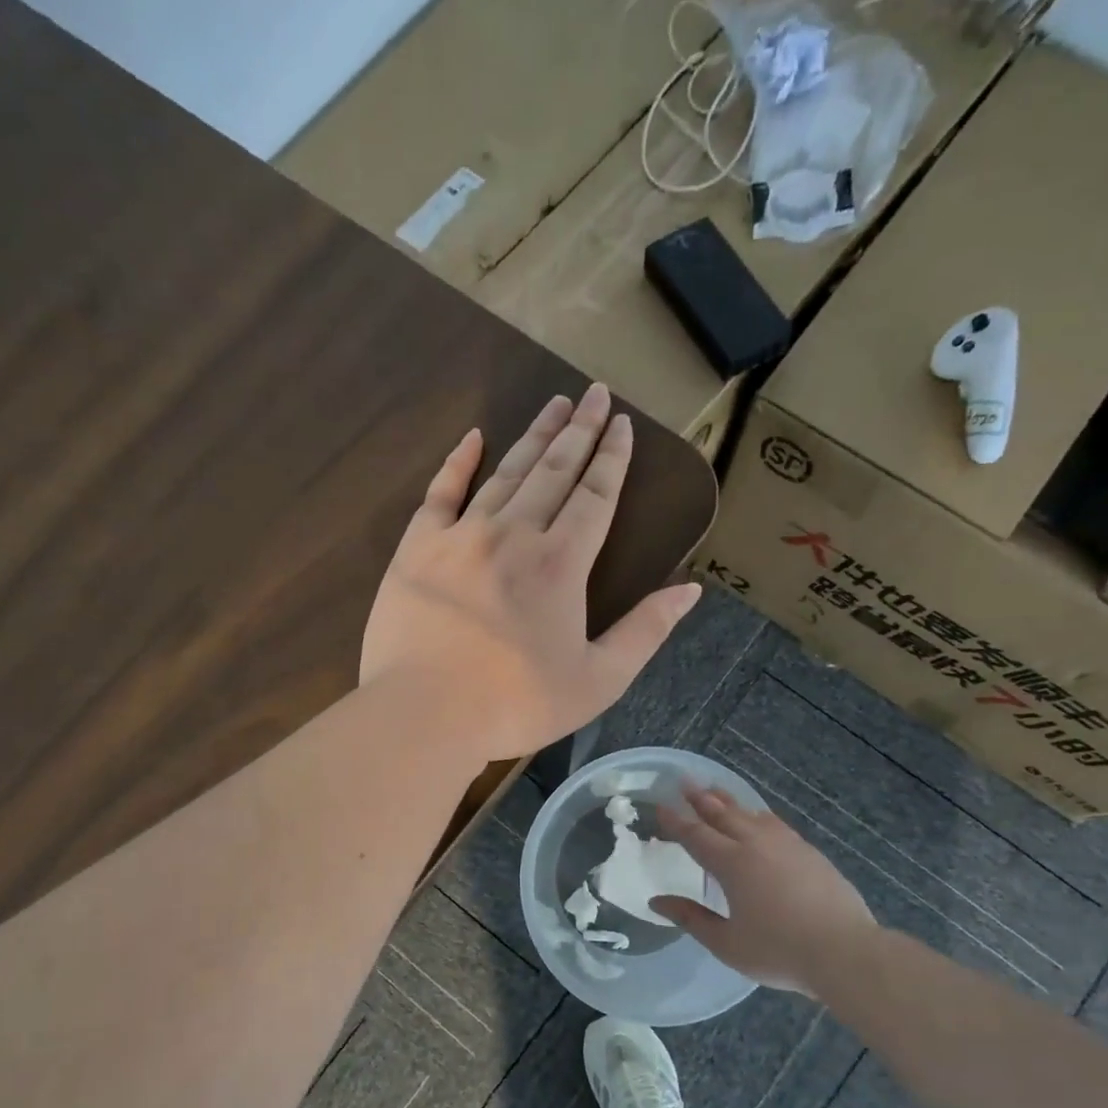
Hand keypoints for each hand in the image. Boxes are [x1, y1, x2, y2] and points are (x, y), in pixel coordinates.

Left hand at [361, 384, 700, 762]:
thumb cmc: (516, 705)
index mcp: (561, 564)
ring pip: (505, 473)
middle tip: (594, 394)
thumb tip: (690, 590)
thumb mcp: (598, 681)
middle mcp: (514, 534)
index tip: (622, 423)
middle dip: (579, 430)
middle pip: (554, 471)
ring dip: (533, 436)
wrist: (425, 714)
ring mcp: (461, 536)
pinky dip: (458, 463)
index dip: (613, 458)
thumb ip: (645, 631)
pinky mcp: (418, 548)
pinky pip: (440, 493)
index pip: (596, 496)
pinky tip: (473, 437)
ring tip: (554, 405)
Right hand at [652, 784, 876, 995]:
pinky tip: (758, 817)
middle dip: (700, 798)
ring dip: (729, 801)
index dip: (676, 821)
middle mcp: (756, 844)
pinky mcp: (809, 852)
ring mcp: (786, 845)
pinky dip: (757, 814)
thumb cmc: (779, 951)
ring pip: (750, 814)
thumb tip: (657, 902)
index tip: (661, 806)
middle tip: (685, 782)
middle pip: (722, 814)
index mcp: (731, 864)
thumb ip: (691, 918)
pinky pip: (774, 823)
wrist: (845, 952)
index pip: (695, 835)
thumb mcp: (727, 943)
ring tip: (715, 791)